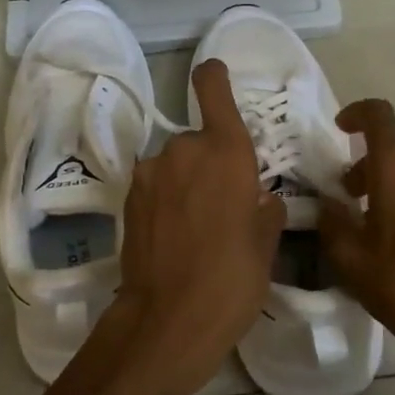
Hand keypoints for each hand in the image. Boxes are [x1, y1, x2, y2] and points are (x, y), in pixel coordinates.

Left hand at [97, 60, 285, 394]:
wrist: (167, 321)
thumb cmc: (231, 281)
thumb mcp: (266, 246)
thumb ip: (266, 210)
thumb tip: (261, 199)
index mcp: (226, 153)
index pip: (212, 90)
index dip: (214, 77)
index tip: (215, 74)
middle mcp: (184, 151)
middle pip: (198, 140)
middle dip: (210, 163)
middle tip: (224, 204)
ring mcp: (150, 174)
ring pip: (175, 165)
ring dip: (186, 183)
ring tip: (197, 227)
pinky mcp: (128, 199)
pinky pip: (156, 186)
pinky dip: (167, 200)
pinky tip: (174, 236)